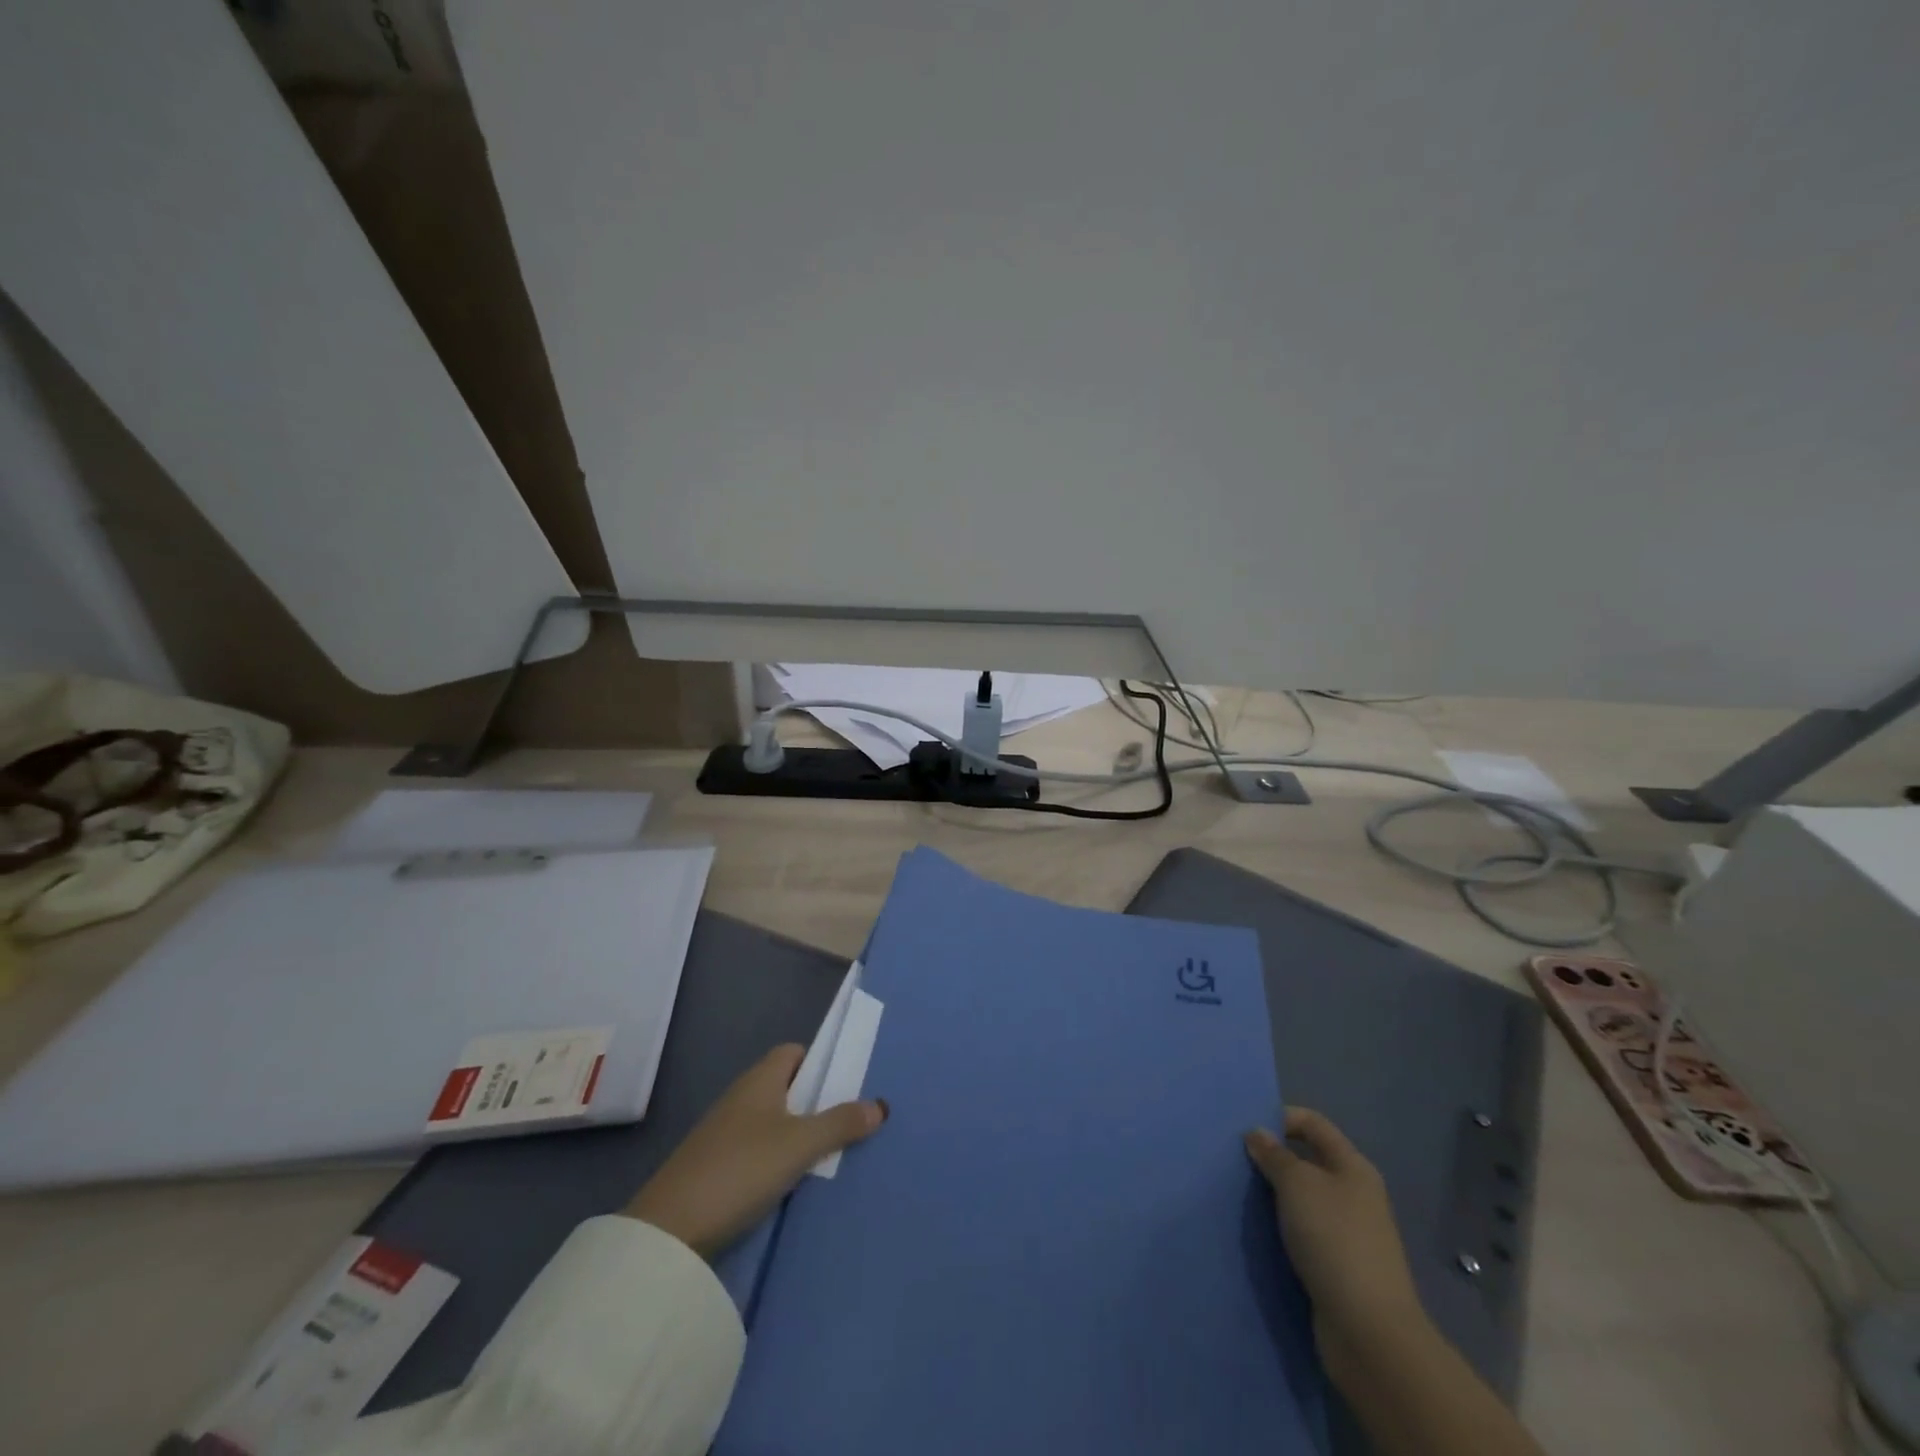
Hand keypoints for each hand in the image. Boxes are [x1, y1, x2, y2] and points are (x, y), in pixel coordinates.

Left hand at [625, 1044, 886, 1257]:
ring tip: (830, 1156)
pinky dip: (777, 1161)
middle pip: (785, 1087)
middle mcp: (741, 1098)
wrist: (670, 1232)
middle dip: (815, 1102)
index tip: (845, 1085)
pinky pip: (757, 1152)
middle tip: (849, 1123)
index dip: (819, 1063)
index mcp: (759, 1080)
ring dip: (797, 1135)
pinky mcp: (714, 1168)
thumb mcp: (799, 1145)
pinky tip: (794, 1184)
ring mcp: (723, 1134)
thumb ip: (840, 1123)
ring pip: (772, 1122)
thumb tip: (879, 1104)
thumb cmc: (740, 1169)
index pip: (793, 1052)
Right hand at [1245, 1109, 1426, 1370]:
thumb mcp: (1297, 1184)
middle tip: (1236, 1163)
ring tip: (1242, 1196)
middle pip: (1308, 1160)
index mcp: (1352, 1166)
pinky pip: (1304, 1231)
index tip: (1245, 1131)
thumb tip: (1258, 1134)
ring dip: (1274, 1195)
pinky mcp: (1339, 1265)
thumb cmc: (1334, 1239)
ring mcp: (1349, 1232)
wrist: (1368, 1331)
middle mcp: (1354, 1193)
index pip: (1313, 1123)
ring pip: (1303, 1198)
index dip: (1280, 1117)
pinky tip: (1260, 1231)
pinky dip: (1282, 1227)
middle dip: (1273, 1158)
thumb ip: (1274, 1155)